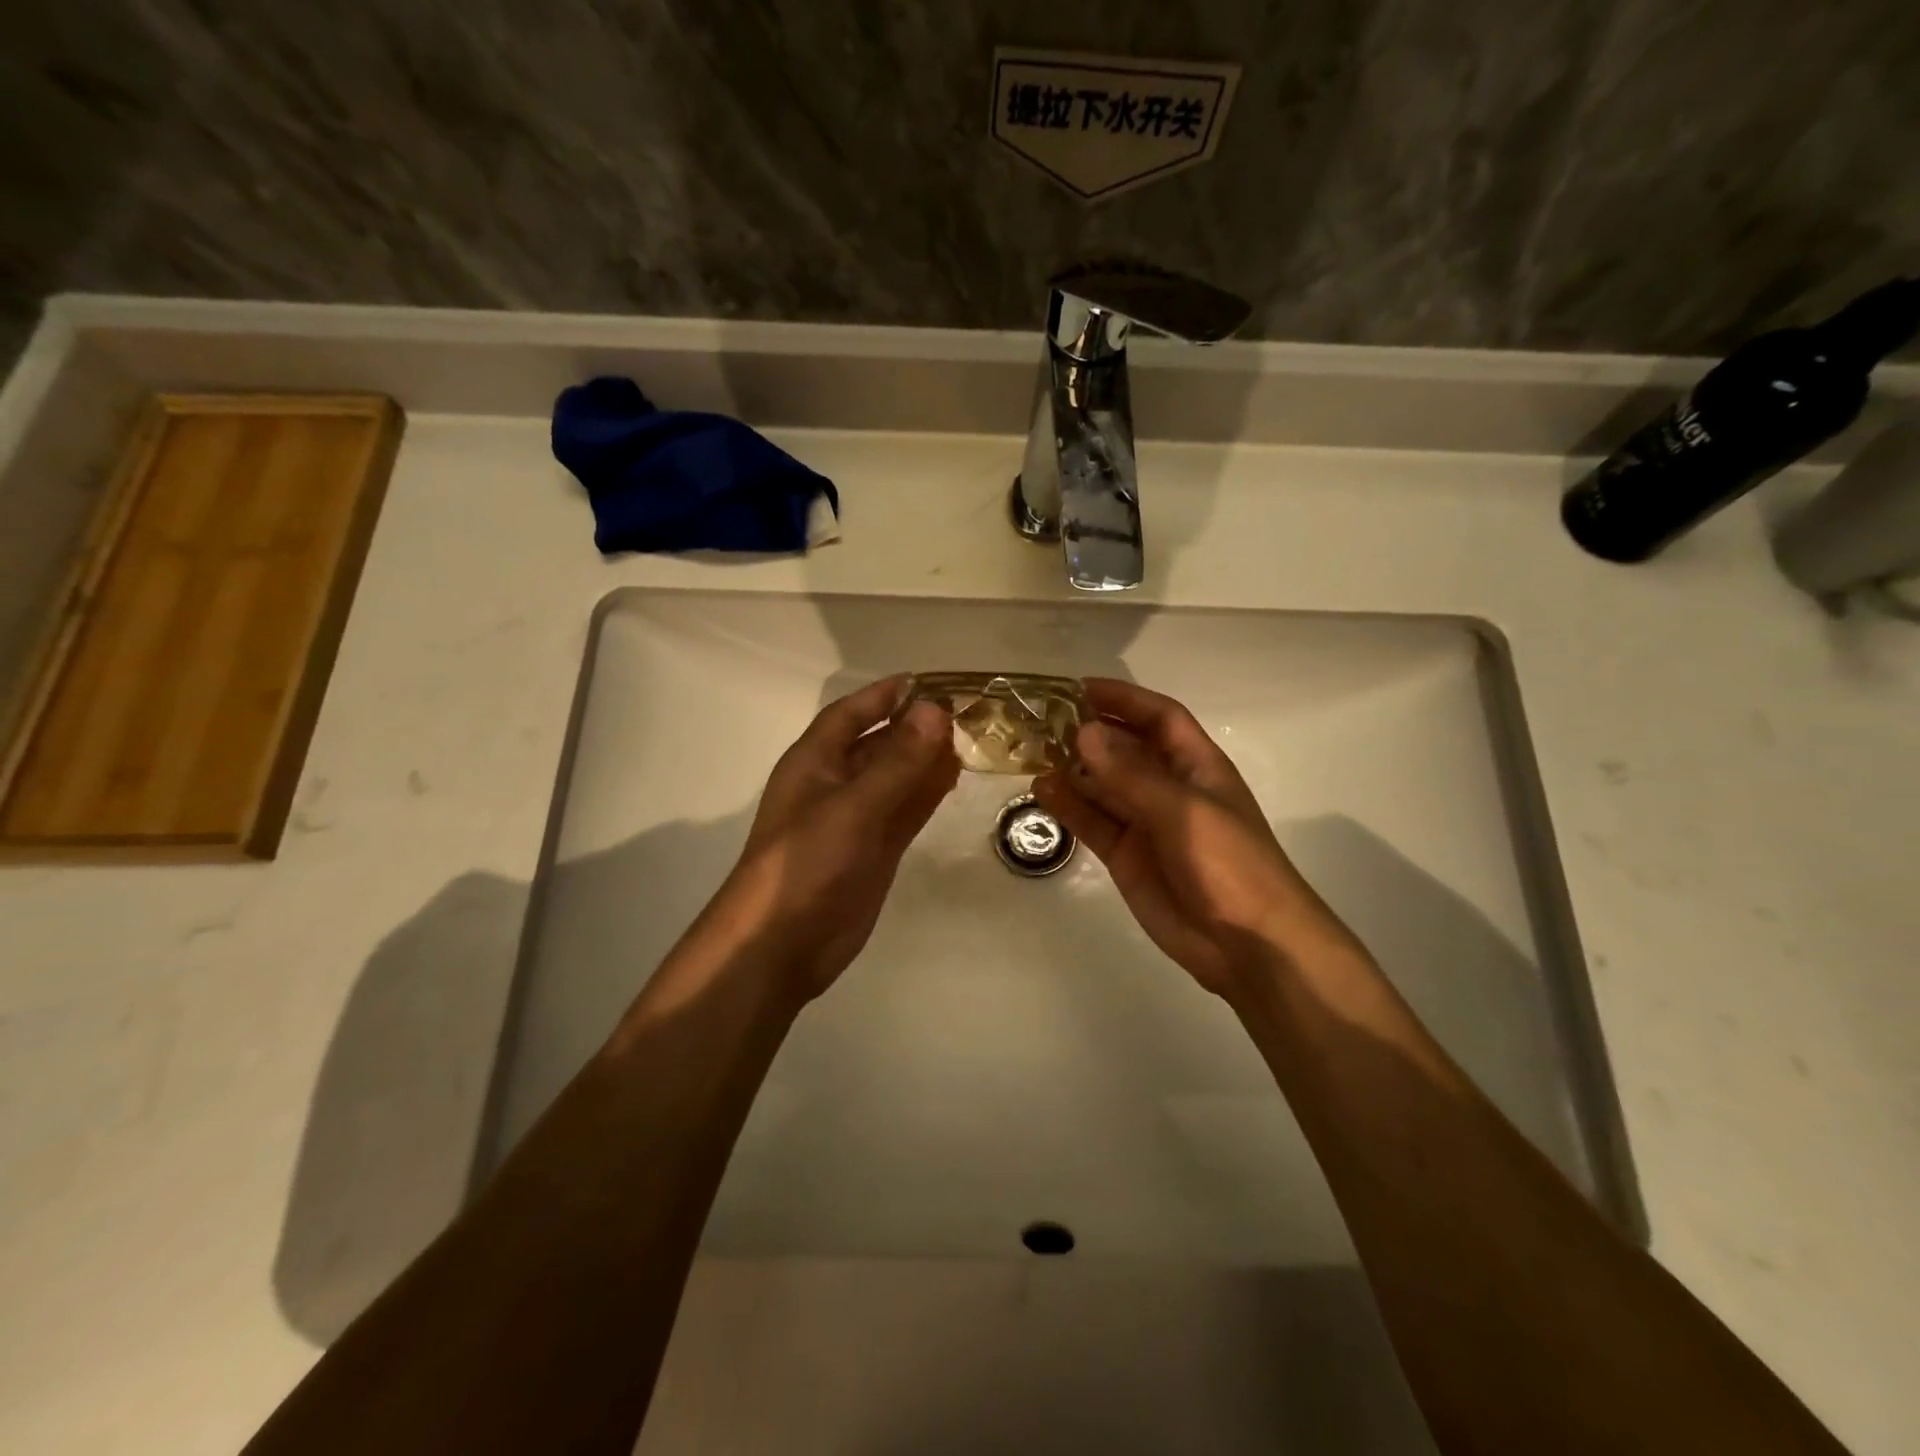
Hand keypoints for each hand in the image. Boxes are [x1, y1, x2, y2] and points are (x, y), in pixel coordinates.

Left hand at [705, 675, 957, 999]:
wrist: (781, 945)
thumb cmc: (805, 864)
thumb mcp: (852, 807)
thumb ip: (897, 761)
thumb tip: (935, 710)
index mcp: (814, 762)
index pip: (850, 714)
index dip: (884, 695)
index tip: (926, 681)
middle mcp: (834, 784)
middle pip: (878, 743)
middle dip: (915, 727)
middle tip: (965, 711)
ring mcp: (856, 820)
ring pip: (896, 778)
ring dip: (926, 759)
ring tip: (970, 739)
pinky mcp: (873, 851)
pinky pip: (904, 811)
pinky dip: (926, 794)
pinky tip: (953, 778)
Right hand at [1032, 678, 1349, 998]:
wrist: (1248, 944)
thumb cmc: (1229, 864)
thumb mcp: (1183, 810)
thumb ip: (1130, 774)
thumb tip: (1083, 732)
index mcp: (1196, 766)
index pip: (1159, 718)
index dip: (1124, 699)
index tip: (1079, 687)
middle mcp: (1168, 788)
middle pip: (1125, 749)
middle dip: (1089, 732)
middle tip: (1042, 720)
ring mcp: (1145, 823)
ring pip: (1102, 786)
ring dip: (1072, 769)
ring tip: (1031, 753)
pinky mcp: (1126, 856)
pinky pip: (1092, 823)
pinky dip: (1068, 807)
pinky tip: (1041, 791)